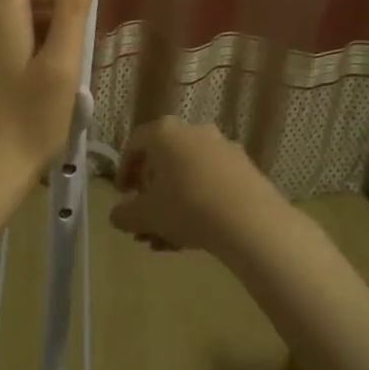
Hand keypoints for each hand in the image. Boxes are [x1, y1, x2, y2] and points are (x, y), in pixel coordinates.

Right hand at [112, 116, 281, 256]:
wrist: (250, 220)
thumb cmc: (187, 207)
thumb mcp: (146, 215)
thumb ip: (124, 214)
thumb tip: (118, 215)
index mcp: (164, 132)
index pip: (135, 144)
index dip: (124, 170)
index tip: (122, 195)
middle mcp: (193, 131)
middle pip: (163, 160)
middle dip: (151, 193)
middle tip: (146, 219)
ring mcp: (222, 147)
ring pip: (188, 174)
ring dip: (174, 202)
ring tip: (168, 238)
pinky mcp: (245, 167)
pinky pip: (212, 181)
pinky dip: (199, 201)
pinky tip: (196, 234)